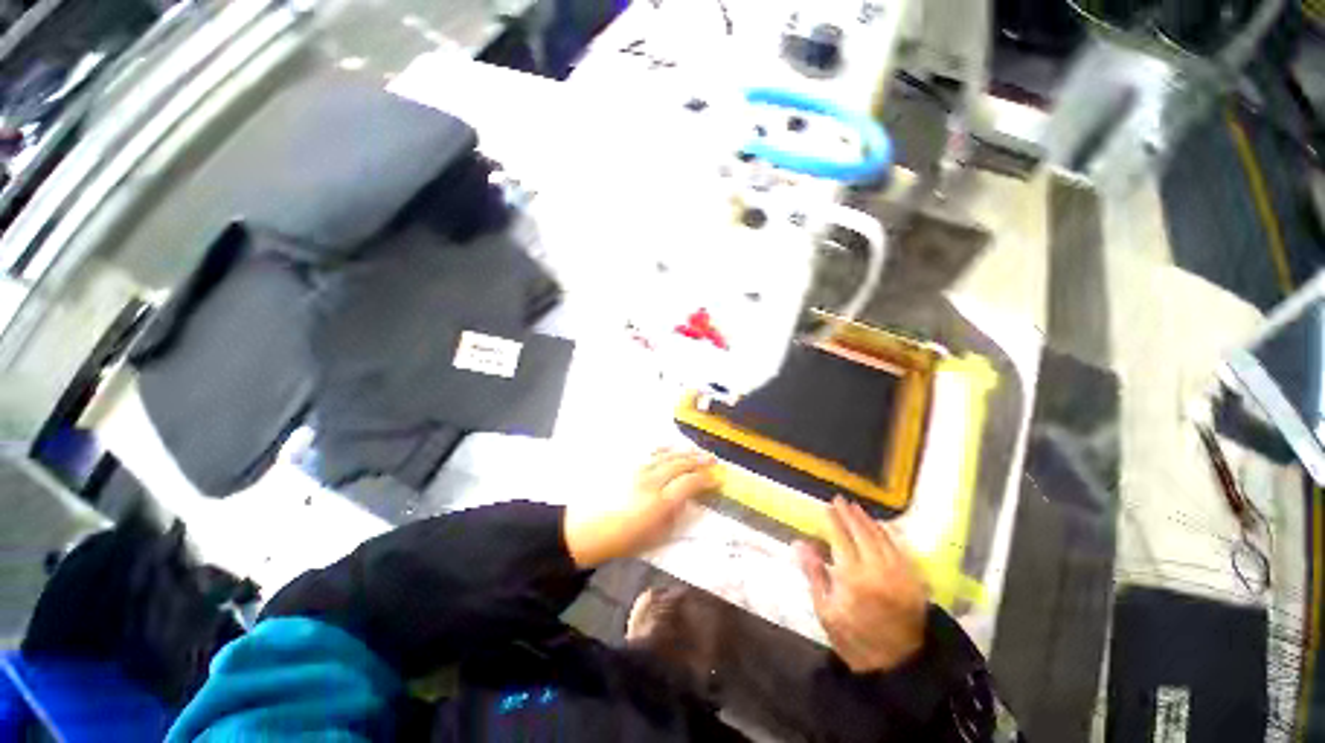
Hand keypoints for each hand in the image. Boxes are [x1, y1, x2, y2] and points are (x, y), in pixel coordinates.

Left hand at [564, 449, 717, 568]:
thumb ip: (672, 517)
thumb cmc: (619, 540)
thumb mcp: (652, 537)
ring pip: (667, 455)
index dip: (705, 480)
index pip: (689, 483)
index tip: (715, 479)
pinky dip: (665, 450)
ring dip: (685, 452)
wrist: (582, 529)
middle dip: (699, 461)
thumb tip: (684, 501)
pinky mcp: (626, 465)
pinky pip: (650, 453)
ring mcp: (637, 469)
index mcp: (659, 503)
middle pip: (680, 464)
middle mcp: (651, 481)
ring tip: (697, 452)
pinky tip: (672, 449)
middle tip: (713, 460)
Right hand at [797, 497, 927, 672]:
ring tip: (856, 508)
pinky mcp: (914, 580)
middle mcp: (878, 570)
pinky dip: (890, 534)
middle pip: (862, 533)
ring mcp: (900, 573)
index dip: (833, 520)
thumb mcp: (826, 612)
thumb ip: (814, 574)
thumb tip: (800, 543)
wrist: (900, 666)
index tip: (826, 506)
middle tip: (840, 500)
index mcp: (853, 578)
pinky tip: (883, 526)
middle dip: (849, 514)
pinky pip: (901, 549)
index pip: (840, 538)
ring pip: (882, 537)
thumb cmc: (856, 640)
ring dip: (868, 520)